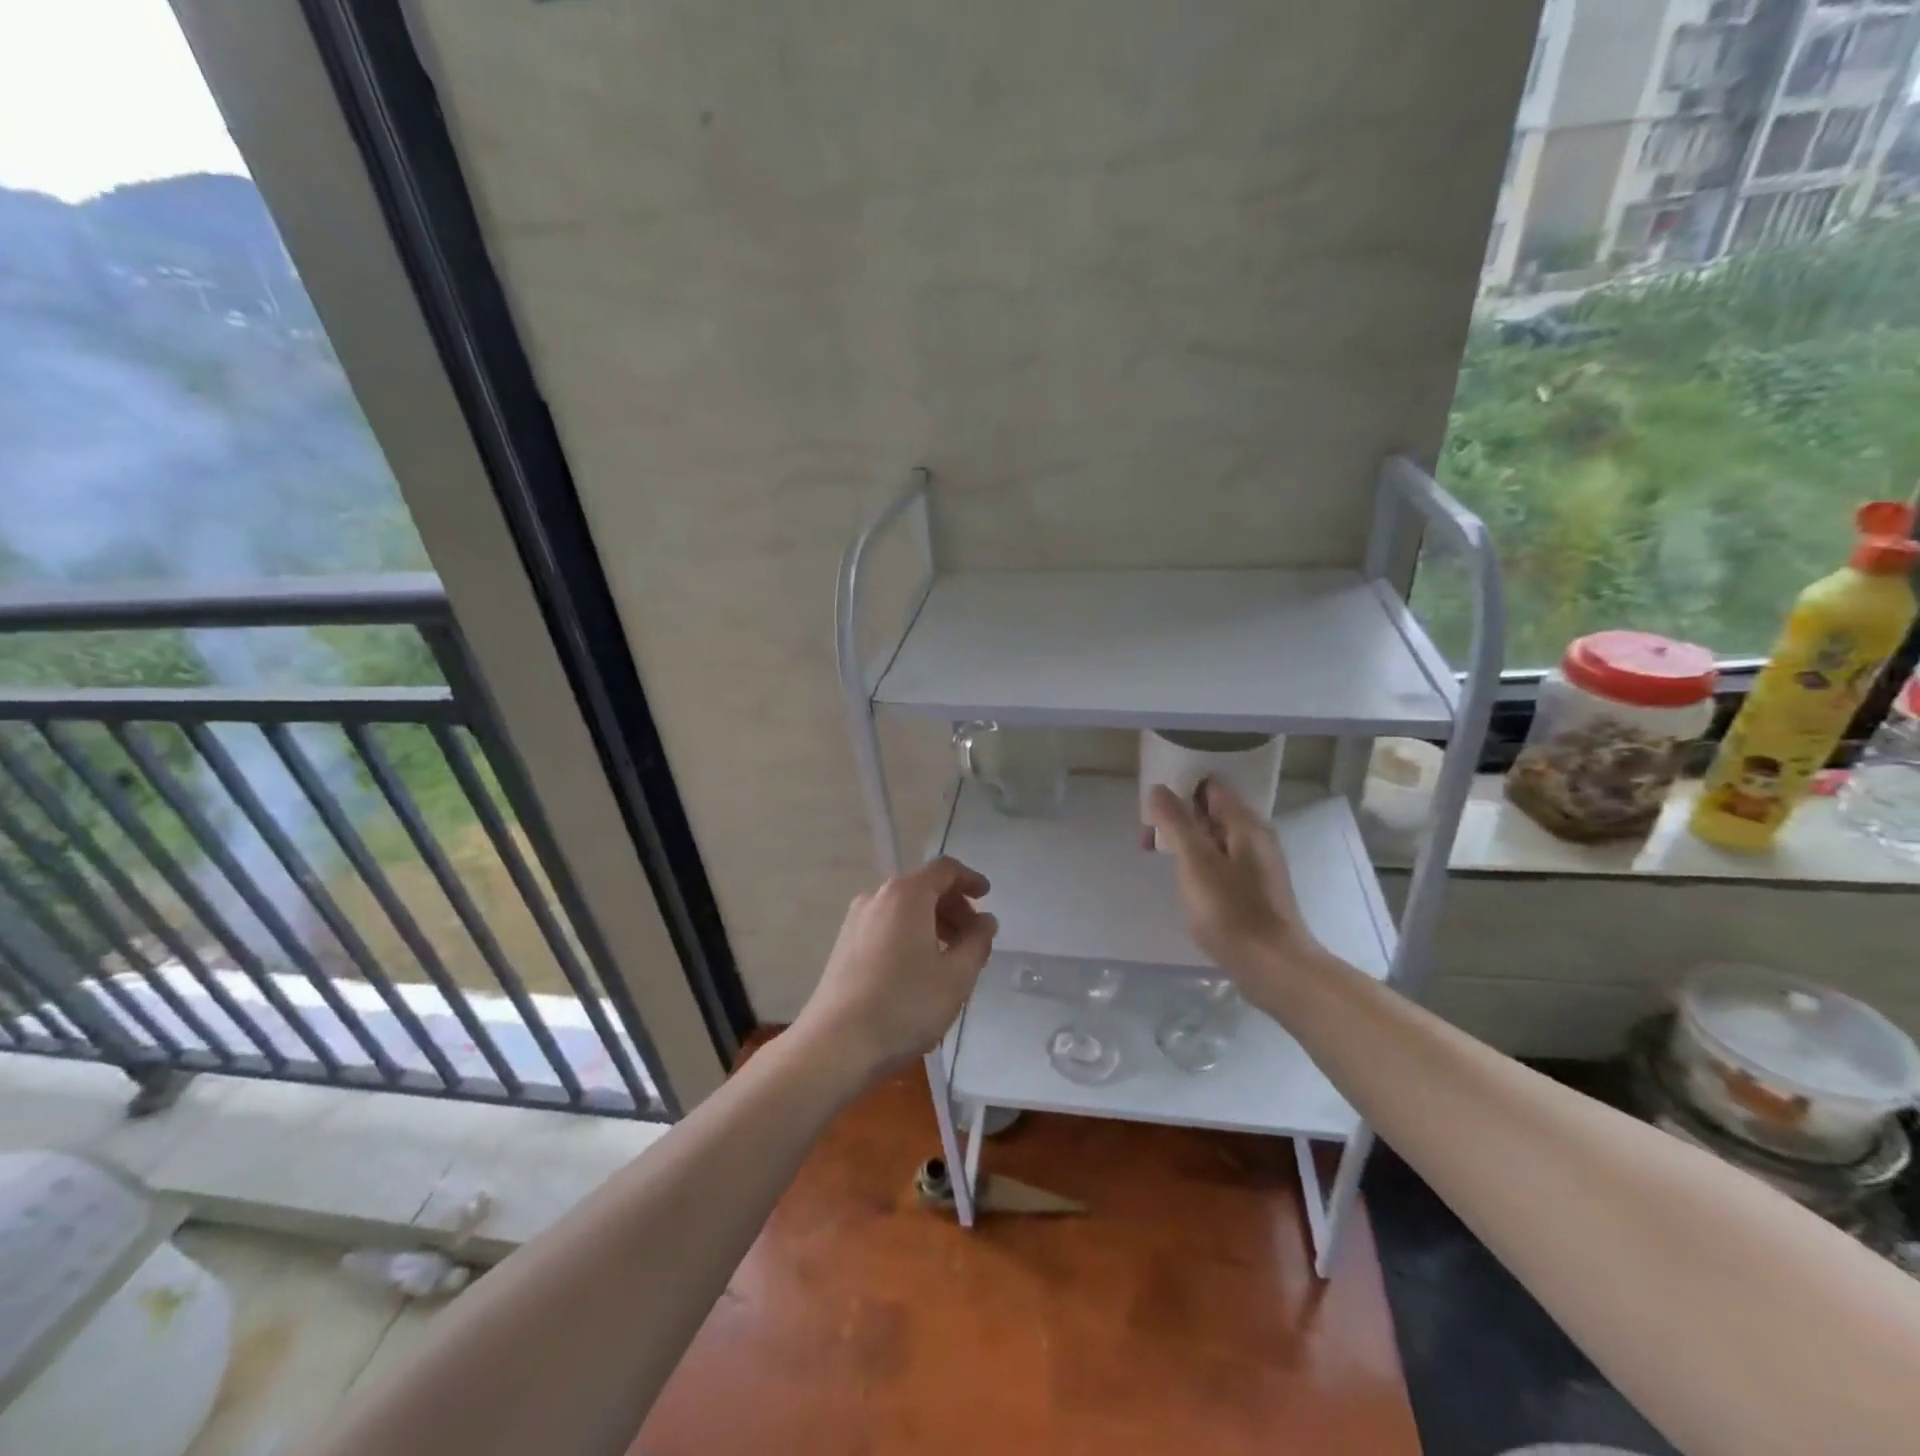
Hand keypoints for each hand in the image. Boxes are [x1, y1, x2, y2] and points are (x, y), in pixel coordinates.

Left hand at [794, 856, 997, 1079]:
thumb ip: (977, 942)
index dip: (969, 879)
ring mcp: (856, 921)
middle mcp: (878, 897)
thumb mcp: (956, 977)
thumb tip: (986, 921)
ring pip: (904, 909)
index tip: (986, 896)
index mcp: (906, 895)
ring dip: (932, 923)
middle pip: (923, 888)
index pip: (944, 869)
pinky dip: (910, 935)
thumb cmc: (905, 1005)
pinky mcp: (844, 945)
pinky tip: (919, 970)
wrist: (836, 1044)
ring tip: (950, 958)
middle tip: (973, 937)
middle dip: (953, 907)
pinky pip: (887, 926)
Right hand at [1146, 779, 1320, 1005]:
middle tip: (1148, 836)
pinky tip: (1183, 878)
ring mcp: (1256, 864)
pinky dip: (1198, 860)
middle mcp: (1255, 837)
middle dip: (1177, 816)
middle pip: (1211, 810)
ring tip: (1158, 855)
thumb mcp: (1195, 862)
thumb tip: (1159, 789)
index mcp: (1246, 824)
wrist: (1272, 966)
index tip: (1151, 804)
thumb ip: (1176, 822)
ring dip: (1185, 839)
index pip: (1210, 786)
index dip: (1179, 788)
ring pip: (1214, 836)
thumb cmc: (1231, 910)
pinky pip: (1220, 859)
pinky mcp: (1253, 888)